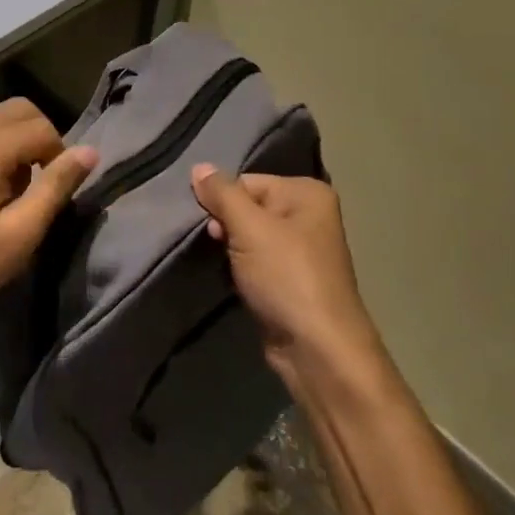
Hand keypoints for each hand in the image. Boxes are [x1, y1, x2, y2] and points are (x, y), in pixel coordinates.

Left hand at [0, 99, 96, 334]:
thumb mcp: (20, 233)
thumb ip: (55, 187)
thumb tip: (89, 152)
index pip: (40, 127)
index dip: (59, 156)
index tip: (53, 194)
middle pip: (18, 110)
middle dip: (40, 140)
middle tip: (39, 187)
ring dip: (17, 145)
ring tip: (13, 194)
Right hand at [190, 165, 380, 382]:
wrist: (316, 347)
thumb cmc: (286, 277)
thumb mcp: (249, 228)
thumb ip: (222, 194)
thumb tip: (198, 167)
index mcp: (307, 193)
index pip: (247, 181)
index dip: (223, 200)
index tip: (210, 224)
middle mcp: (308, 215)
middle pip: (248, 206)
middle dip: (225, 224)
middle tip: (215, 244)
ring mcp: (300, 250)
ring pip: (248, 236)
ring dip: (229, 248)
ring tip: (222, 263)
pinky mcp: (289, 279)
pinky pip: (254, 261)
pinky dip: (239, 267)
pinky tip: (232, 278)